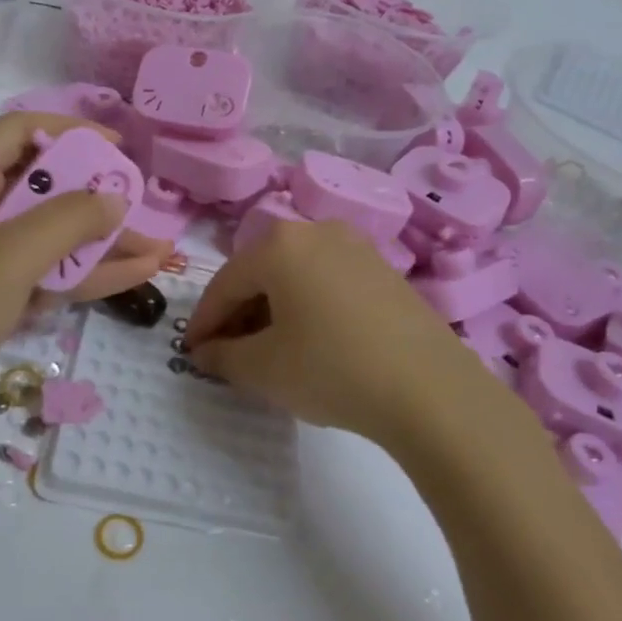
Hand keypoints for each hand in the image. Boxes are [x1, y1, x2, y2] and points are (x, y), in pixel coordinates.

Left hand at [0, 112, 170, 445]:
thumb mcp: (7, 256)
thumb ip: (66, 221)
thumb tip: (116, 199)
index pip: (22, 133)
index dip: (71, 132)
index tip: (118, 150)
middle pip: (48, 187)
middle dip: (99, 197)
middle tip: (146, 208)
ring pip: (56, 236)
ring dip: (104, 243)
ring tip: (160, 251)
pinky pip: (52, 274)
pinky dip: (90, 274)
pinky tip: (137, 275)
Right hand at [187, 219, 496, 445]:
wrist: (429, 389)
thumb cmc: (331, 369)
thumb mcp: (264, 369)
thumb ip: (223, 357)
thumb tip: (204, 353)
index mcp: (279, 244)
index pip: (225, 283)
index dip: (204, 321)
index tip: (192, 353)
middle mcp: (316, 231)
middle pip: (261, 273)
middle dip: (239, 314)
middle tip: (228, 353)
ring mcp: (356, 247)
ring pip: (296, 276)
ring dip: (273, 310)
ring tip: (268, 350)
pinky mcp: (384, 270)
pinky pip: (328, 282)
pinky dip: (308, 306)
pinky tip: (311, 341)